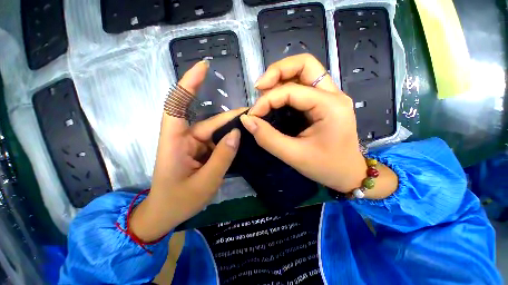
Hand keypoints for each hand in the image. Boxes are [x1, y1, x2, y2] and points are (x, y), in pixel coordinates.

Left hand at [130, 60, 244, 241]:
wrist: (166, 214)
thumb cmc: (179, 201)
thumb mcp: (205, 182)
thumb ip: (222, 157)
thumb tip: (237, 133)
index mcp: (174, 141)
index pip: (178, 104)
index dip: (189, 84)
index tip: (204, 67)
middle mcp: (183, 138)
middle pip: (209, 122)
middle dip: (230, 118)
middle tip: (252, 114)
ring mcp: (192, 145)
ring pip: (215, 132)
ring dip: (231, 131)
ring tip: (250, 129)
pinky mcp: (199, 151)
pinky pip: (216, 141)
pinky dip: (228, 141)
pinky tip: (241, 141)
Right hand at [241, 54, 396, 196]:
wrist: (348, 173)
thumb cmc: (325, 167)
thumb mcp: (294, 155)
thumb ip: (268, 138)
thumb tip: (247, 120)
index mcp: (330, 106)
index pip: (291, 91)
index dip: (267, 100)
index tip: (253, 114)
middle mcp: (333, 94)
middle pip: (305, 64)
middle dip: (278, 71)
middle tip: (259, 87)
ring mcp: (331, 96)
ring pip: (305, 70)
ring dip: (282, 76)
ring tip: (265, 90)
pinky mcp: (325, 102)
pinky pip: (305, 84)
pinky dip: (287, 86)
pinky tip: (276, 97)